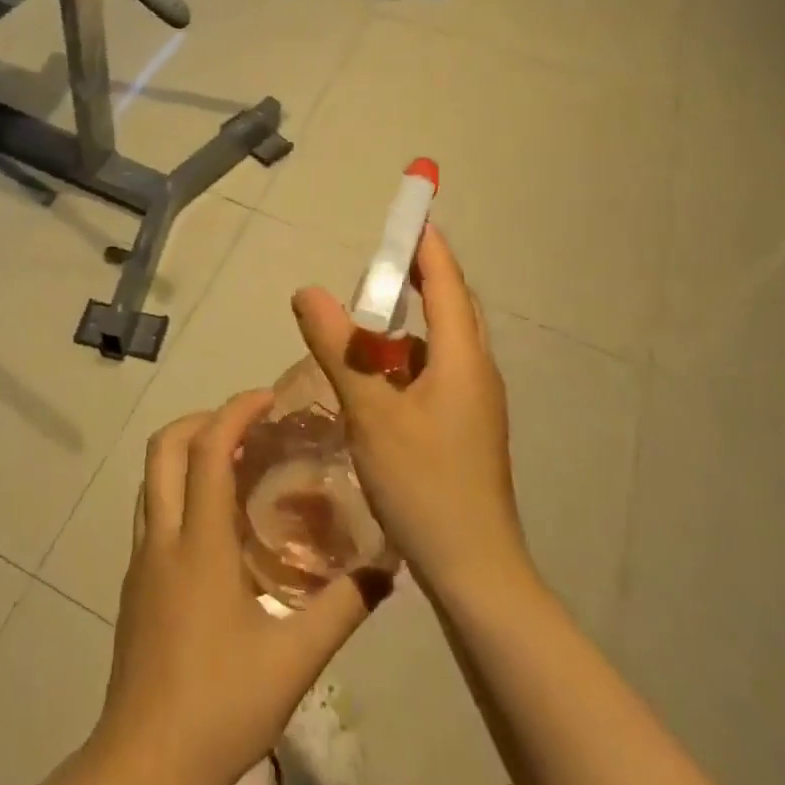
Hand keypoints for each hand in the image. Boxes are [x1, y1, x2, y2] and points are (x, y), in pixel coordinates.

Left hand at [88, 392, 381, 784]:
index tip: (268, 398)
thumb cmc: (219, 706)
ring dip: (188, 451)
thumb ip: (343, 607)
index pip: (208, 449)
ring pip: (152, 476)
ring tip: (236, 463)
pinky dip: (180, 487)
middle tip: (249, 427)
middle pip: (165, 447)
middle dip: (204, 420)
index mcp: (199, 542)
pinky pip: (153, 509)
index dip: (235, 412)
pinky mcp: (134, 581)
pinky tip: (216, 523)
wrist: (143, 764)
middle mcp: (162, 536)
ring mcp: (141, 558)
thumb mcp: (295, 660)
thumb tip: (388, 566)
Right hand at [291, 225, 528, 598]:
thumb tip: (308, 291)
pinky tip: (374, 380)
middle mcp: (476, 371)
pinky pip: (435, 373)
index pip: (446, 280)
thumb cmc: (425, 484)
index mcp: (462, 357)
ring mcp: (474, 403)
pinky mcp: (465, 429)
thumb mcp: (371, 411)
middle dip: (417, 277)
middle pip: (449, 306)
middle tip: (376, 263)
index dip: (426, 243)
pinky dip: (406, 360)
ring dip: (408, 323)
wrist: (474, 572)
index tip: (408, 212)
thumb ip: (339, 347)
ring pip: (441, 344)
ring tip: (364, 319)